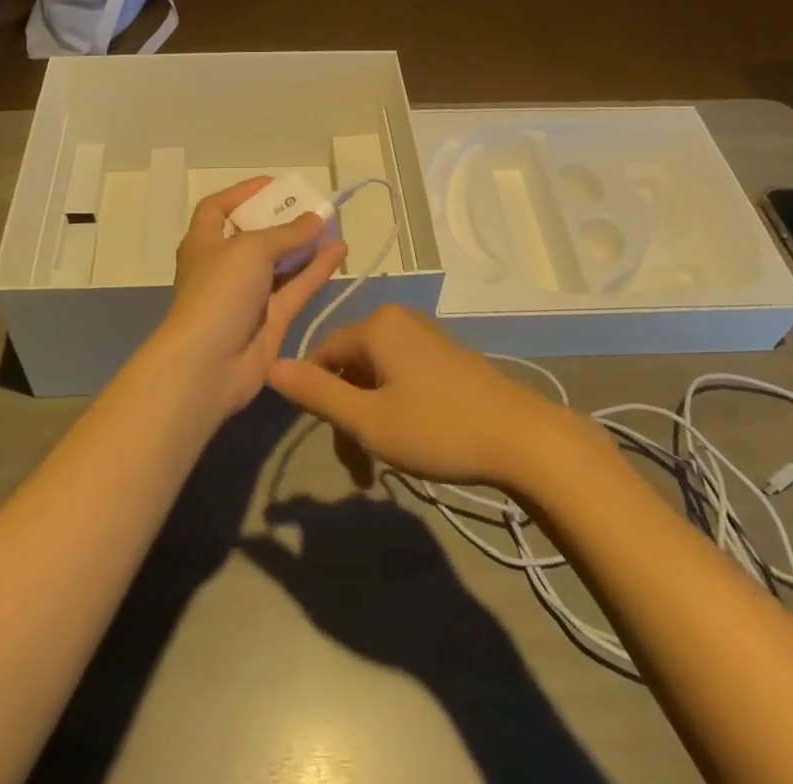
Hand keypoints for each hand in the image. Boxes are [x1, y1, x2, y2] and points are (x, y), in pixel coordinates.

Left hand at [153, 178, 347, 419]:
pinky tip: (340, 252)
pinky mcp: (270, 321)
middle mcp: (225, 266)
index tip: (273, 185)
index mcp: (204, 242)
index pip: (217, 208)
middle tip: (312, 207)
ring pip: (281, 264)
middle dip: (282, 221)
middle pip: (255, 236)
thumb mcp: (251, 250)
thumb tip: (316, 218)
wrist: (207, 365)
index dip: (242, 194)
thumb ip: (287, 233)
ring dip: (305, 246)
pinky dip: (316, 271)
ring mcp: (248, 296)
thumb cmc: (219, 292)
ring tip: (334, 226)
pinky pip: (296, 288)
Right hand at [266, 306, 584, 488]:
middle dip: (347, 418)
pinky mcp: (446, 357)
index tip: (327, 444)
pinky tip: (409, 443)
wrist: (522, 438)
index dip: (315, 397)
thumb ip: (318, 394)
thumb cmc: (438, 428)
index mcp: (376, 325)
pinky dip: (394, 409)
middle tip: (359, 471)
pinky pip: (401, 377)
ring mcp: (425, 337)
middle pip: (350, 367)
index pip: (322, 353)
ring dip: (370, 420)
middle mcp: (399, 321)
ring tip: (381, 468)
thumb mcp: (369, 420)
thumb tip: (270, 366)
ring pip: (376, 377)